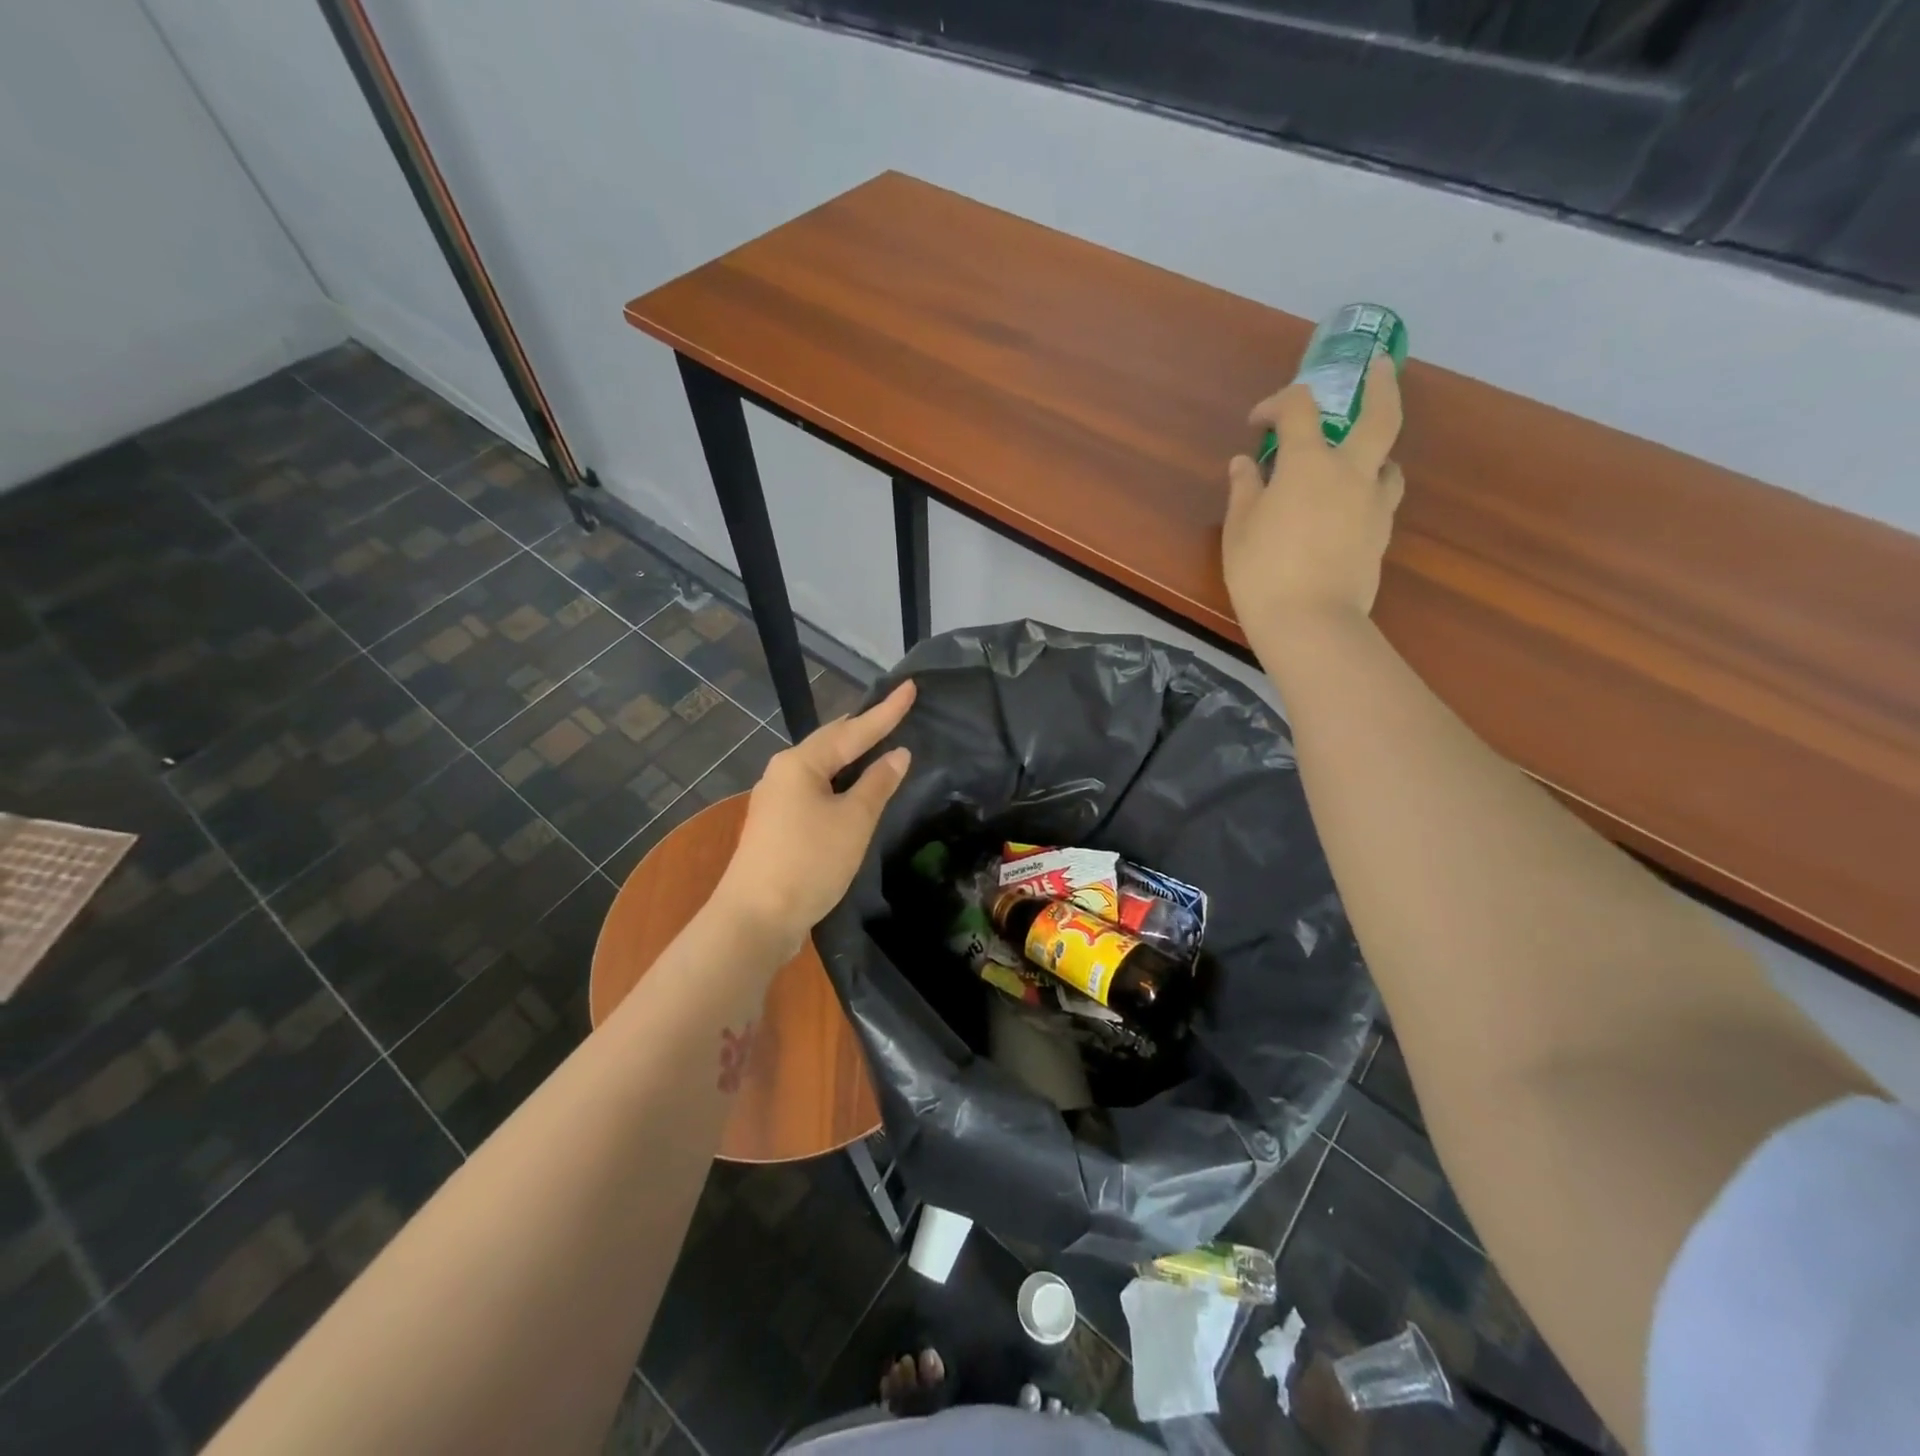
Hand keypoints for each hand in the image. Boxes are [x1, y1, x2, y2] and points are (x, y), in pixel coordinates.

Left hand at [713, 681, 916, 951]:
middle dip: (863, 727)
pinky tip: (852, 789)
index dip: (887, 711)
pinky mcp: (777, 825)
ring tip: (877, 743)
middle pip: (831, 742)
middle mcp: (783, 772)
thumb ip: (877, 784)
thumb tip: (898, 754)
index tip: (910, 686)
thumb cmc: (809, 862)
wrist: (755, 918)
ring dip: (850, 756)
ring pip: (821, 767)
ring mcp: (776, 799)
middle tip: (893, 712)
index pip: (854, 729)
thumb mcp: (853, 821)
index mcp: (800, 763)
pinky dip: (839, 782)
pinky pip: (815, 789)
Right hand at [1223, 355, 1405, 633]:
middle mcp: (1350, 472)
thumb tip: (1244, 464)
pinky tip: (1351, 508)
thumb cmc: (1262, 572)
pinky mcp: (1381, 536)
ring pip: (1389, 462)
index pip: (1299, 409)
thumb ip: (1245, 490)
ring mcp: (1373, 504)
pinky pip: (1382, 500)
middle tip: (1380, 366)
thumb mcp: (1239, 529)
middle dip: (1381, 384)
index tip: (1258, 423)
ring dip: (1376, 452)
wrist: (1310, 621)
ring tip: (1358, 460)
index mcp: (1308, 463)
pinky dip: (1369, 492)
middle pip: (1380, 415)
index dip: (1277, 404)